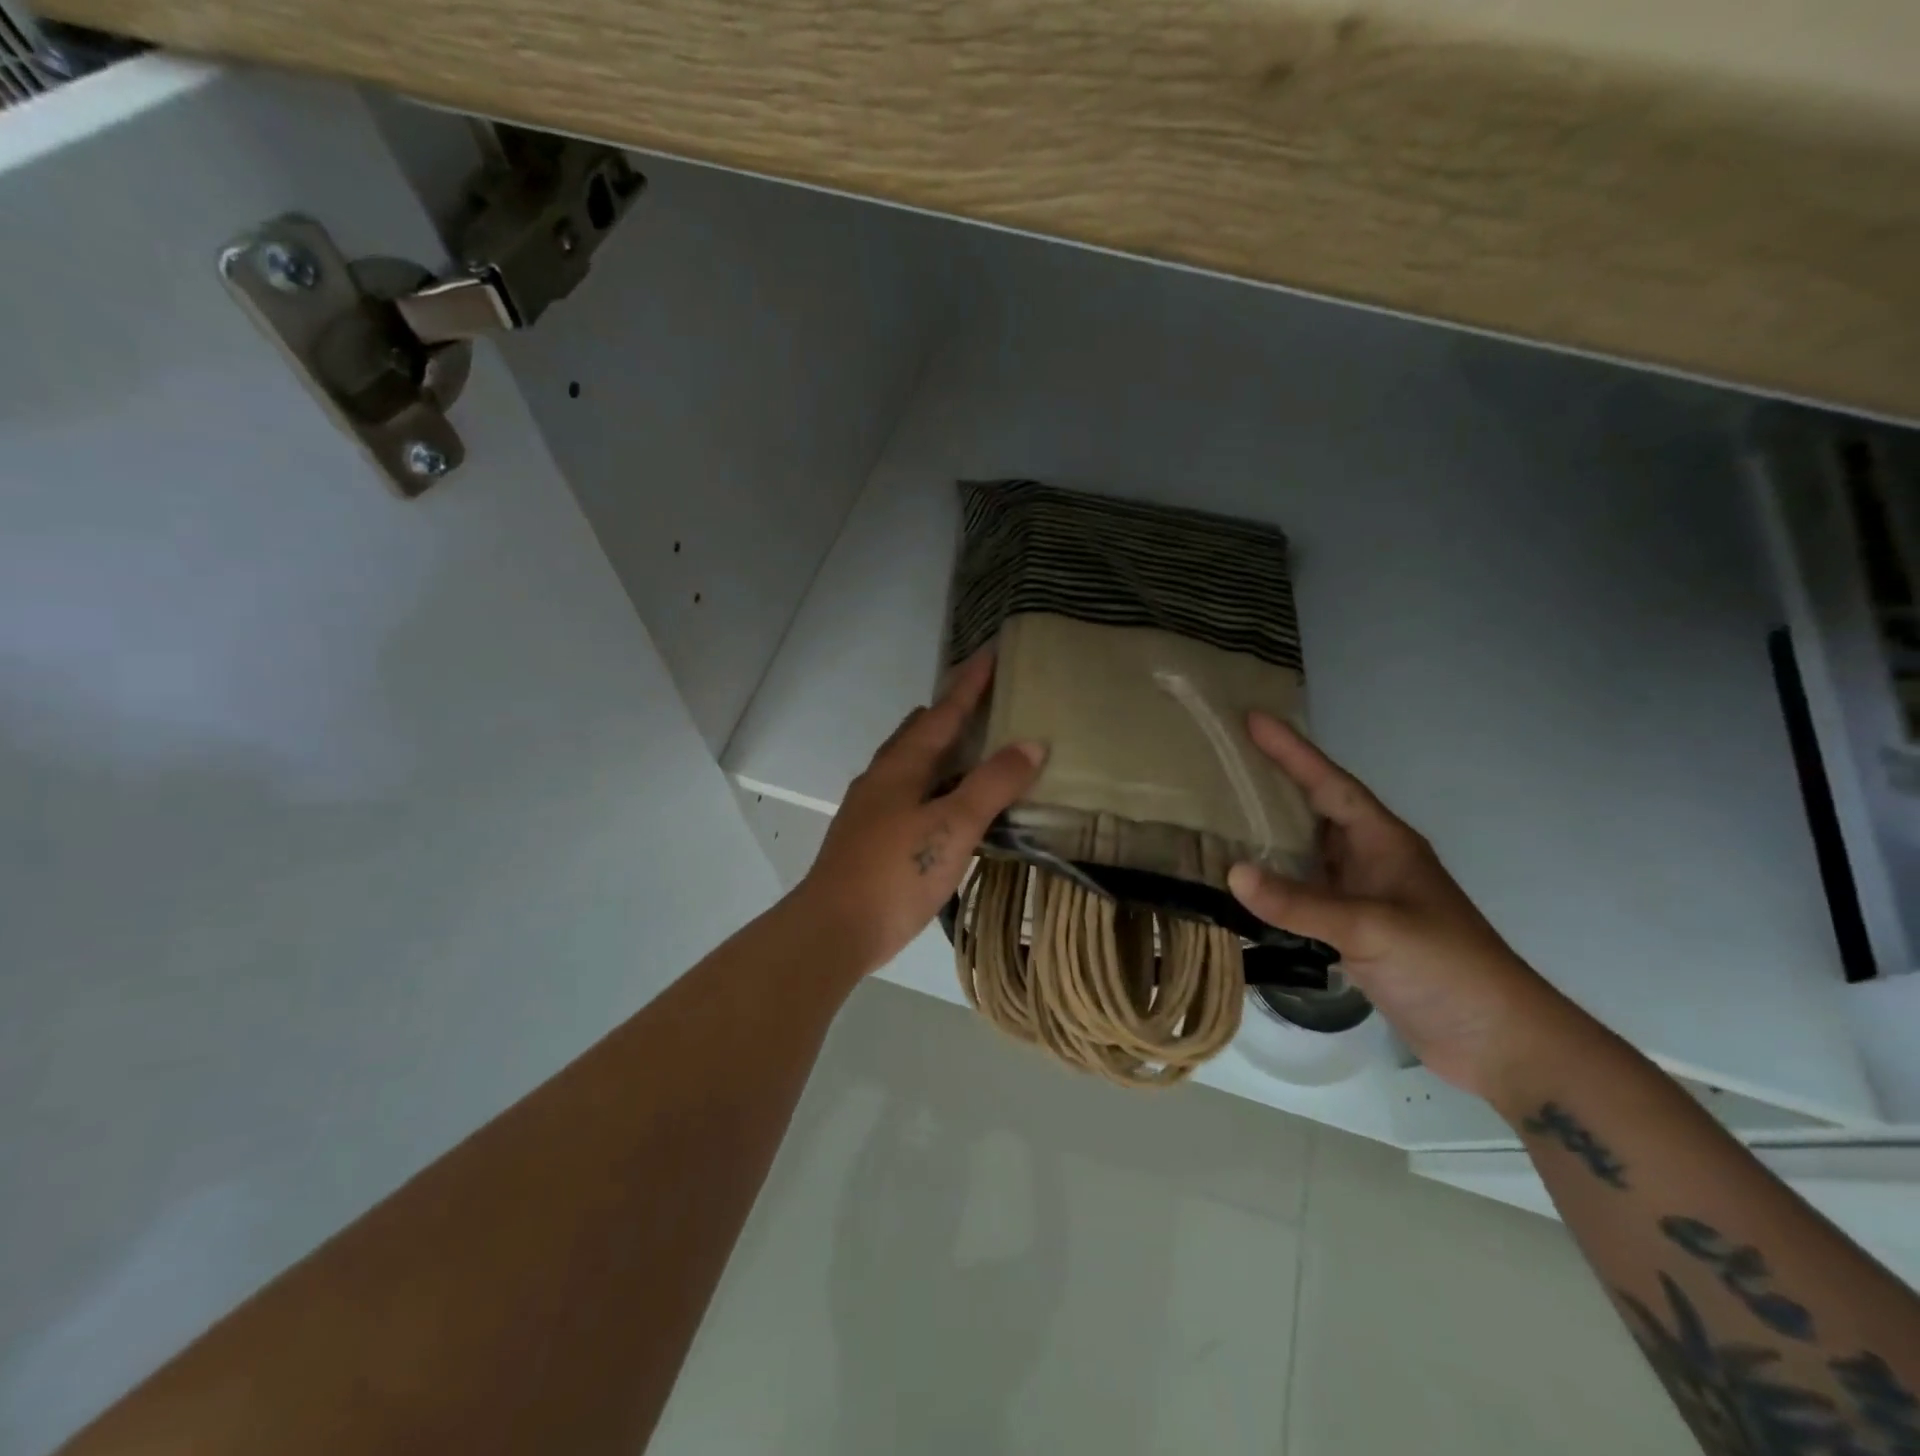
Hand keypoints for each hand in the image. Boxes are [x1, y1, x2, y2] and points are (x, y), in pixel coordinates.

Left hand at [794, 653, 1045, 975]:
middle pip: (918, 732)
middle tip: (981, 700)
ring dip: (937, 748)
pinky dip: (930, 783)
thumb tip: (1031, 743)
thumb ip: (993, 784)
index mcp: (901, 766)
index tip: (990, 652)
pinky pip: (906, 792)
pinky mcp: (869, 837)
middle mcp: (882, 777)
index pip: (942, 712)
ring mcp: (870, 808)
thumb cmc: (896, 872)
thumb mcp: (954, 826)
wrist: (834, 928)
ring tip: (966, 747)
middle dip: (948, 711)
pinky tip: (942, 804)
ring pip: (909, 763)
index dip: (968, 683)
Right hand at [1227, 711, 1574, 1102]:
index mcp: (1384, 843)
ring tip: (1217, 815)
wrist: (1499, 1041)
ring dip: (1267, 835)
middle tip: (1222, 761)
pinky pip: (1303, 894)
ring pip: (1306, 853)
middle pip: (1314, 810)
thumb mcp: (1374, 928)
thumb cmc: (1448, 967)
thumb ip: (1302, 903)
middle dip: (1273, 784)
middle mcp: (1370, 861)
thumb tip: (1232, 872)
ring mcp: (1361, 897)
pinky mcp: (1353, 932)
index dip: (1292, 751)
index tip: (1252, 719)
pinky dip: (1273, 885)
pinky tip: (1241, 884)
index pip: (1330, 784)